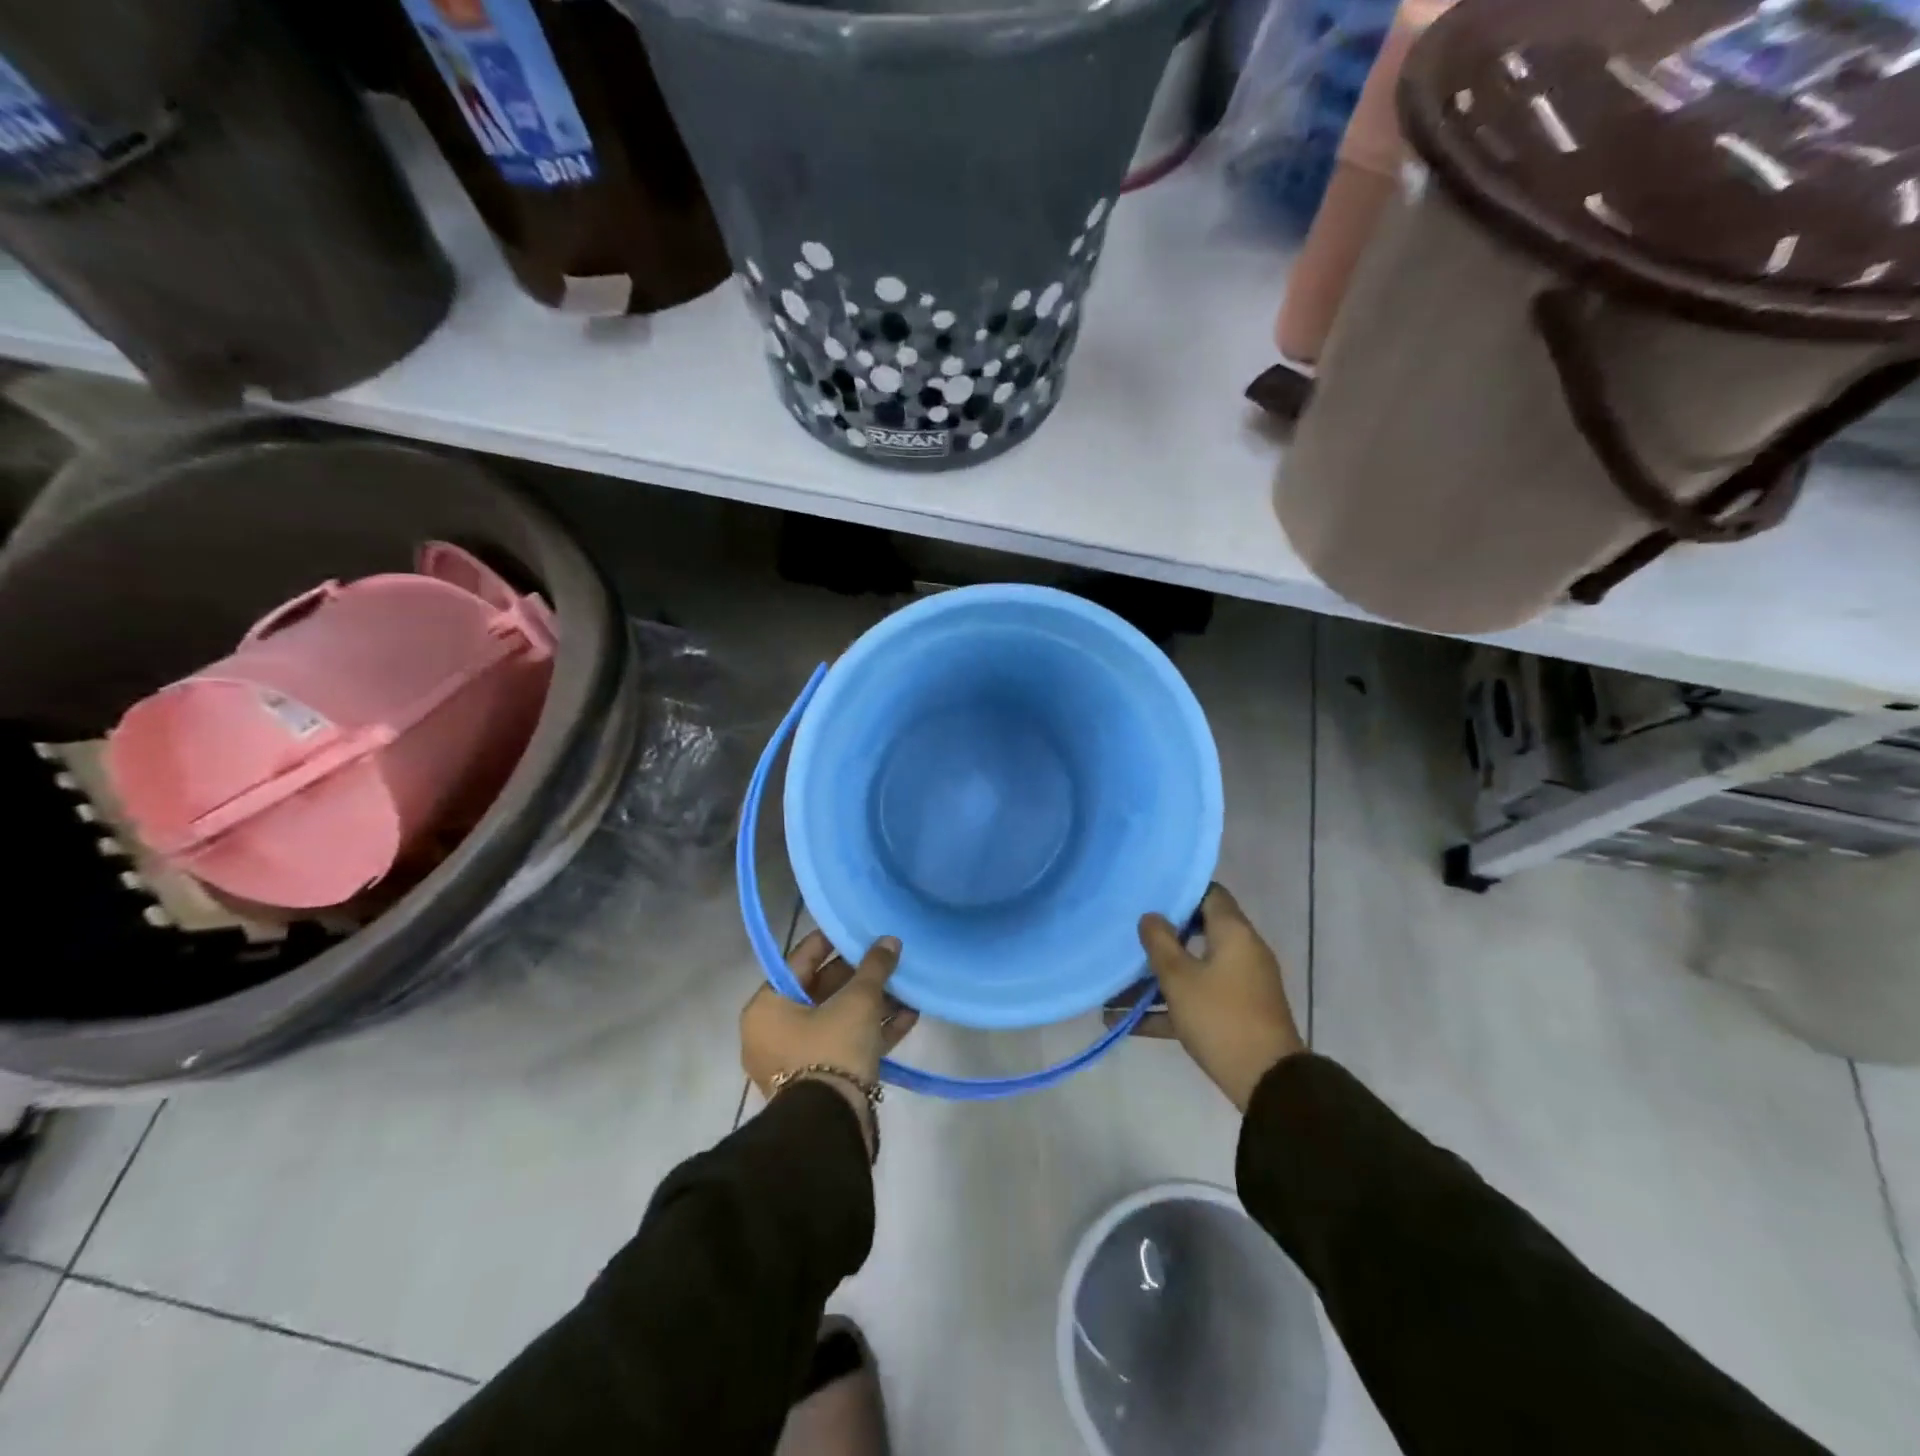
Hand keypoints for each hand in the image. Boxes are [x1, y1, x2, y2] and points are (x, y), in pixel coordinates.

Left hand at [740, 931, 918, 1152]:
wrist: (830, 1127)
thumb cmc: (832, 1049)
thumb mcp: (857, 1001)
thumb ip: (874, 967)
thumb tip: (890, 941)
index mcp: (768, 1007)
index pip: (801, 960)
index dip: (831, 941)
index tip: (856, 928)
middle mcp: (774, 1031)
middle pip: (821, 991)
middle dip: (859, 976)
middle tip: (886, 958)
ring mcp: (797, 1060)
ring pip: (838, 1020)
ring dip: (873, 1004)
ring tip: (906, 986)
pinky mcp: (821, 1081)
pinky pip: (847, 1045)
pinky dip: (874, 1031)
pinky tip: (909, 1016)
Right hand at [1138, 884, 1304, 1110]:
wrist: (1267, 1083)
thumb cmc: (1220, 1017)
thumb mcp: (1179, 978)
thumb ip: (1160, 942)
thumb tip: (1151, 916)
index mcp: (1233, 933)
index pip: (1209, 894)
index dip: (1179, 892)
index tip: (1148, 897)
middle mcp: (1240, 953)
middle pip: (1196, 933)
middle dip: (1159, 939)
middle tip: (1126, 938)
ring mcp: (1239, 986)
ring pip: (1191, 971)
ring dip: (1155, 981)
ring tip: (1112, 990)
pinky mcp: (1234, 1015)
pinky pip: (1196, 1001)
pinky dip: (1166, 1008)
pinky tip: (1125, 1023)